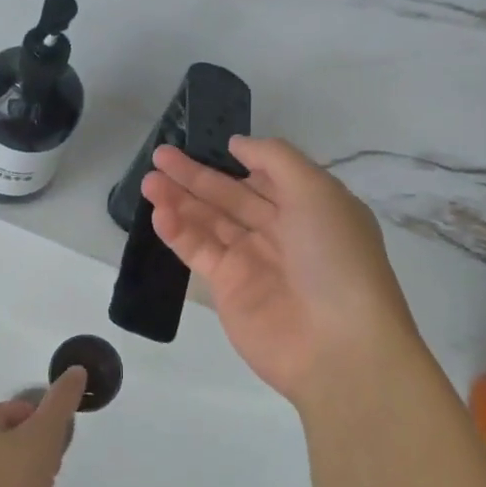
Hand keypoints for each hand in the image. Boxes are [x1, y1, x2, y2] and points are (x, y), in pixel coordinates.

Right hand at [143, 136, 431, 410]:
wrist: (337, 344)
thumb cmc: (335, 257)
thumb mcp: (317, 192)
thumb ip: (275, 159)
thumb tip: (238, 144)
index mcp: (309, 207)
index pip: (265, 177)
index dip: (234, 161)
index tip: (203, 142)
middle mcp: (280, 231)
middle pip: (229, 196)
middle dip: (195, 176)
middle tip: (159, 156)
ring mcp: (252, 261)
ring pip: (208, 222)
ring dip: (178, 200)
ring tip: (148, 182)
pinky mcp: (227, 288)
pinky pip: (198, 251)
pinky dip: (178, 232)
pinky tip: (159, 213)